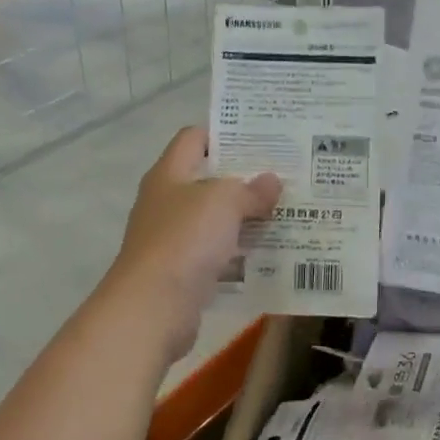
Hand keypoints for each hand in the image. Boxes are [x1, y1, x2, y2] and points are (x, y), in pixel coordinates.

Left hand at [102, 127, 280, 360]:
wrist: (153, 306)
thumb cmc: (184, 240)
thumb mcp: (223, 202)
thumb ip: (250, 190)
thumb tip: (272, 180)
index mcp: (169, 175)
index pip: (193, 139)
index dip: (224, 133)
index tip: (261, 138)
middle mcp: (167, 203)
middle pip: (208, 181)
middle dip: (245, 179)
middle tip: (286, 177)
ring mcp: (173, 240)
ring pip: (215, 221)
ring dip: (246, 219)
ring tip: (286, 213)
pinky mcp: (184, 273)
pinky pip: (218, 255)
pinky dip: (240, 254)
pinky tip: (270, 254)